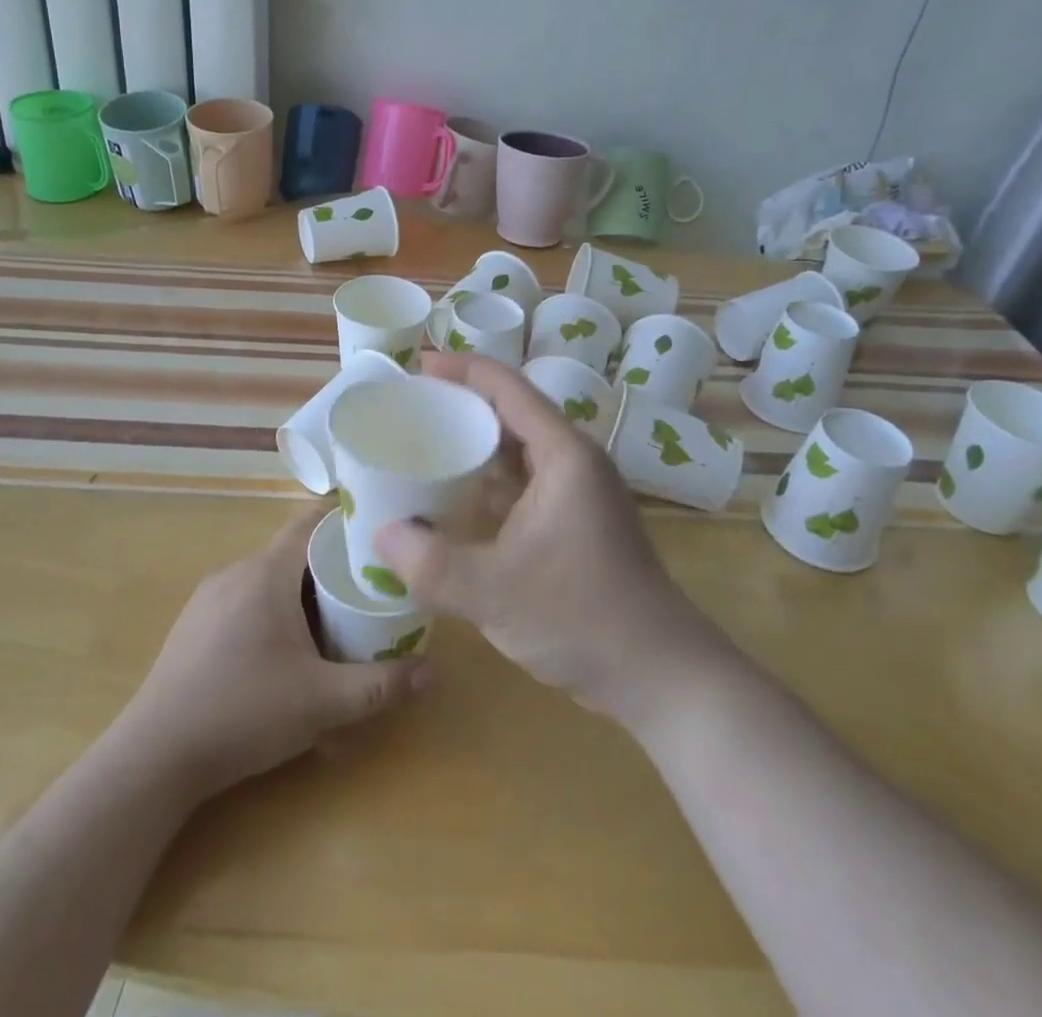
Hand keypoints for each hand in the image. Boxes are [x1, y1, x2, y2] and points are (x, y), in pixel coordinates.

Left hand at [113, 506, 426, 802]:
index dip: (344, 524)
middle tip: (366, 593)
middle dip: (330, 568)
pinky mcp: (194, 625)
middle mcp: (235, 572)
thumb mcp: (322, 702)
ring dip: (300, 593)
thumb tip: (433, 673)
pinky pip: (245, 600)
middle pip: (292, 552)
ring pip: (268, 578)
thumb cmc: (244, 713)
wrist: (154, 756)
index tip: (378, 536)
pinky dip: (272, 611)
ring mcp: (209, 598)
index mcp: (266, 573)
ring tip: (332, 624)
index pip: (309, 523)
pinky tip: (282, 654)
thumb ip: (380, 685)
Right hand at [375, 354, 735, 729]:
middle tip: (410, 409)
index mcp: (563, 454)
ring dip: (475, 445)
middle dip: (462, 405)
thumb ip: (429, 562)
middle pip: (512, 413)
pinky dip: (488, 482)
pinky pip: (524, 484)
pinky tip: (455, 499)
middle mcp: (574, 463)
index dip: (462, 369)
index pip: (508, 388)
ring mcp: (578, 495)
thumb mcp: (493, 591)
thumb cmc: (581, 617)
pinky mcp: (575, 524)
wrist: (659, 676)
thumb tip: (381, 533)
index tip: (417, 366)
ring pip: (518, 451)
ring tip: (424, 446)